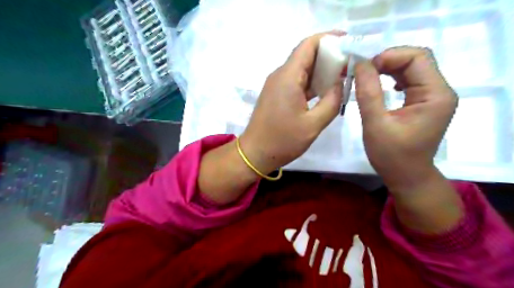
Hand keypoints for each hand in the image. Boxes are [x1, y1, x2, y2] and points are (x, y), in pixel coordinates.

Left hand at [241, 32, 344, 173]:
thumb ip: (331, 102)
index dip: (329, 39)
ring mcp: (277, 85)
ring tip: (343, 75)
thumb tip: (340, 84)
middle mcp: (280, 75)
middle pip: (305, 55)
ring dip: (321, 70)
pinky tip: (326, 89)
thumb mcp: (313, 125)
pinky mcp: (276, 94)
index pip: (308, 45)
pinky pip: (296, 81)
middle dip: (329, 55)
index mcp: (288, 77)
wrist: (255, 153)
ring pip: (301, 69)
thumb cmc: (283, 141)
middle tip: (350, 63)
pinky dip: (312, 82)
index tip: (349, 43)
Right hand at [354, 47, 457, 195]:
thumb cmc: (391, 155)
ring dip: (388, 69)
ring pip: (412, 68)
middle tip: (363, 72)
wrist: (407, 176)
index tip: (364, 69)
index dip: (389, 57)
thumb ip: (368, 92)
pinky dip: (392, 78)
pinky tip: (381, 87)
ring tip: (367, 78)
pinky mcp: (425, 102)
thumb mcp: (375, 124)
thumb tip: (360, 64)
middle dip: (387, 61)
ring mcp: (434, 97)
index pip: (417, 58)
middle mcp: (440, 91)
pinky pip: (410, 80)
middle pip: (416, 60)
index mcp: (435, 95)